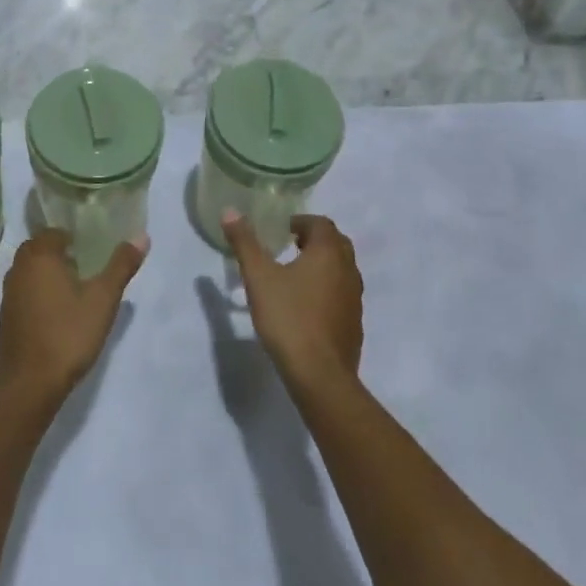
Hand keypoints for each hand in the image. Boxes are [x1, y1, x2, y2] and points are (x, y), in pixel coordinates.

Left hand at [0, 230, 146, 402]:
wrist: (30, 384)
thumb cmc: (68, 334)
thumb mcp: (103, 299)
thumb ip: (121, 265)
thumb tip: (141, 236)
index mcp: (40, 256)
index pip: (53, 232)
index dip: (73, 237)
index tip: (91, 250)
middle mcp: (19, 269)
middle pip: (39, 249)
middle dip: (60, 254)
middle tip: (86, 267)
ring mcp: (8, 294)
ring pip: (30, 271)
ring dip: (48, 274)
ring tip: (75, 290)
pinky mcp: (6, 317)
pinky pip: (24, 292)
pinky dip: (38, 294)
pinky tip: (57, 313)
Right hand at [222, 213, 362, 394]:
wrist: (319, 374)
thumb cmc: (288, 317)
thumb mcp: (258, 277)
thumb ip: (245, 243)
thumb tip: (230, 211)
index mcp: (328, 253)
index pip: (321, 224)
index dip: (300, 222)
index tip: (280, 231)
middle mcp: (348, 271)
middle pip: (336, 244)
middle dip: (313, 241)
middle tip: (288, 247)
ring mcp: (355, 299)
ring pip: (342, 270)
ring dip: (322, 266)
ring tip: (294, 276)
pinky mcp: (354, 324)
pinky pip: (342, 295)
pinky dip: (327, 290)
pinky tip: (306, 307)